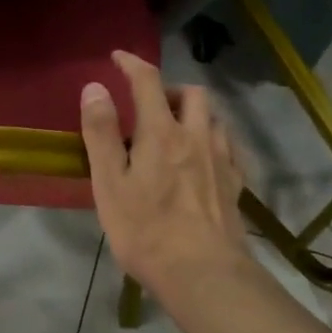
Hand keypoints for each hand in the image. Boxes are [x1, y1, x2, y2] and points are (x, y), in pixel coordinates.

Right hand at [80, 50, 247, 294]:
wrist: (203, 275)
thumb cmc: (146, 230)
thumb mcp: (109, 182)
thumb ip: (101, 132)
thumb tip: (95, 87)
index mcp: (161, 132)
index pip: (148, 81)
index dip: (132, 64)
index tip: (118, 57)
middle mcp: (196, 137)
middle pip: (192, 93)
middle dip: (170, 89)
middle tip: (149, 105)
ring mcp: (221, 161)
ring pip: (214, 119)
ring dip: (194, 113)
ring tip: (176, 130)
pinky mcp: (235, 186)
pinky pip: (228, 148)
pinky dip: (213, 141)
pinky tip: (204, 159)